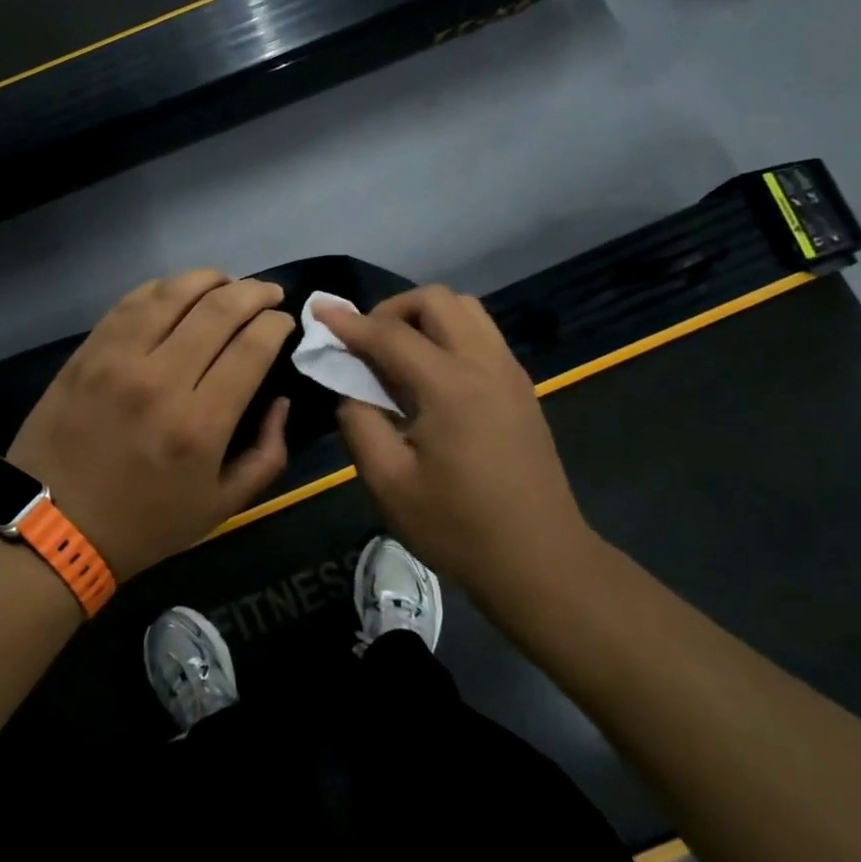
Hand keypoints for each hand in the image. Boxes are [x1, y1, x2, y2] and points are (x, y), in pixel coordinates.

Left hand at [6, 270, 293, 578]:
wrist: (51, 528)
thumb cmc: (143, 524)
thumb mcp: (222, 507)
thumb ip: (267, 454)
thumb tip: (279, 400)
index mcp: (200, 424)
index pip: (252, 347)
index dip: (276, 324)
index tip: (283, 321)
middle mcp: (161, 380)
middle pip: (219, 309)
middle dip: (253, 292)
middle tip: (268, 293)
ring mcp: (118, 359)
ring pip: (173, 293)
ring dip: (210, 279)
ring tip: (227, 282)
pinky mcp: (87, 352)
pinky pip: (131, 302)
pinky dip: (163, 288)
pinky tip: (178, 292)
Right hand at [318, 286, 598, 600]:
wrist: (541, 561)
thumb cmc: (458, 528)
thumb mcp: (389, 483)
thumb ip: (359, 423)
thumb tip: (349, 388)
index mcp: (450, 386)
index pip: (390, 335)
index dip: (349, 322)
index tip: (319, 311)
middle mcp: (485, 364)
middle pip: (436, 300)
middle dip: (392, 310)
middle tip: (366, 344)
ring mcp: (509, 372)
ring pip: (465, 309)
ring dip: (424, 317)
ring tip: (398, 354)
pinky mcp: (521, 387)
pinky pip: (481, 333)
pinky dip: (449, 333)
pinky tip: (431, 374)